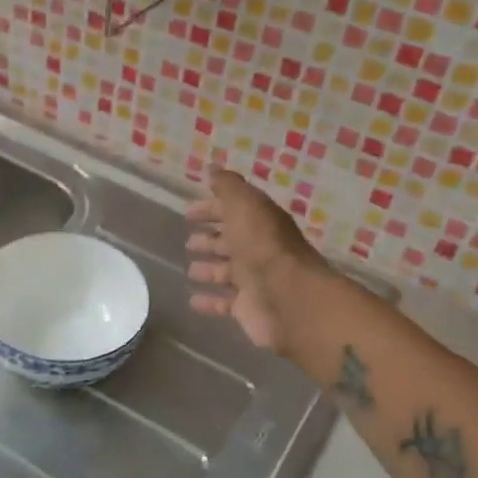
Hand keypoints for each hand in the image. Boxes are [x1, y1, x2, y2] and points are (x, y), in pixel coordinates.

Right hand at [186, 168, 329, 355]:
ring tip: (190, 270)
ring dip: (209, 269)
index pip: (234, 211)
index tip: (188, 213)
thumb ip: (228, 187)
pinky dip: (209, 302)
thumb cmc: (264, 247)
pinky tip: (193, 300)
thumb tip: (212, 168)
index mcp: (260, 223)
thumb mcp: (245, 206)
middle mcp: (259, 250)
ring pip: (227, 272)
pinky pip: (224, 303)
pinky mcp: (249, 308)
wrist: (289, 298)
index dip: (211, 209)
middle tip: (189, 242)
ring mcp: (255, 281)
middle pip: (232, 242)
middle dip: (211, 240)